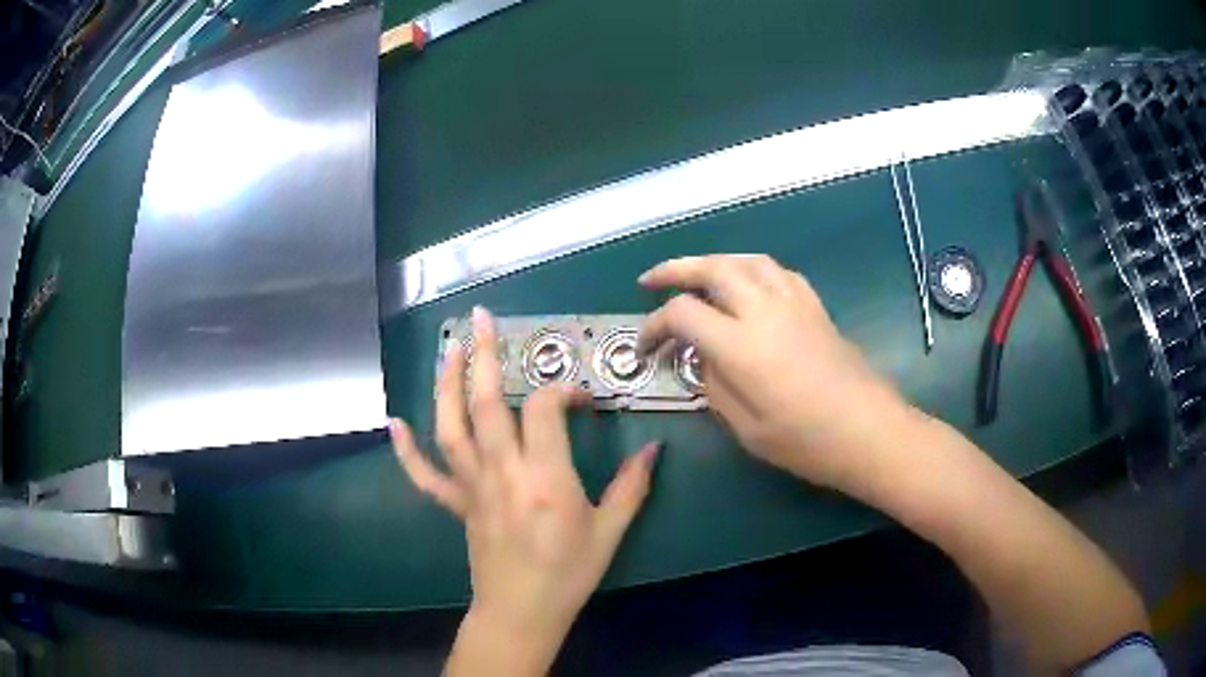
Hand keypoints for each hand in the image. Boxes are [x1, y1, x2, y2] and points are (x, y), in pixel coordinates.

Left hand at [390, 307, 657, 675]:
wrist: (522, 612)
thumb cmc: (569, 574)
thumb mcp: (610, 532)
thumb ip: (631, 486)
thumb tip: (655, 448)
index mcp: (545, 479)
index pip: (543, 409)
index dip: (562, 390)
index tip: (581, 399)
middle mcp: (502, 473)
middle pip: (485, 402)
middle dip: (483, 355)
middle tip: (483, 318)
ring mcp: (472, 487)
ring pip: (450, 427)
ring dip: (445, 384)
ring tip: (448, 348)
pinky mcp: (456, 503)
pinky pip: (425, 474)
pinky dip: (406, 449)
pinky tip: (395, 423)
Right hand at [638, 255, 910, 492]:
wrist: (868, 430)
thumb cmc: (806, 440)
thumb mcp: (746, 427)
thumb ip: (715, 385)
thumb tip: (704, 357)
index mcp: (740, 344)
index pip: (683, 314)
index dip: (654, 326)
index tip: (645, 349)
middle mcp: (763, 309)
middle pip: (711, 268)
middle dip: (674, 270)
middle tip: (650, 281)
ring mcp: (793, 302)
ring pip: (745, 260)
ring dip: (713, 261)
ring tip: (696, 275)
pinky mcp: (814, 305)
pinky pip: (775, 270)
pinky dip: (750, 269)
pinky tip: (747, 284)